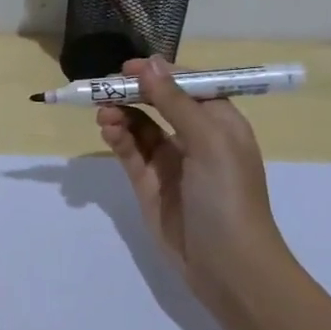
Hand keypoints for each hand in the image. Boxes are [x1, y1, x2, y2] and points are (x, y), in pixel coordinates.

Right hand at [96, 57, 289, 303]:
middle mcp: (195, 137)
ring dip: (121, 114)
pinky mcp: (149, 184)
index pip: (187, 85)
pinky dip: (117, 137)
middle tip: (103, 87)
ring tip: (102, 112)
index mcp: (220, 122)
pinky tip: (107, 129)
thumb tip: (149, 63)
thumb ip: (175, 102)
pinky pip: (130, 152)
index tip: (127, 68)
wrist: (228, 267)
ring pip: (140, 126)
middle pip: (158, 103)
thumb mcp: (208, 141)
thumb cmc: (228, 196)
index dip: (158, 73)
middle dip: (132, 93)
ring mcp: (170, 162)